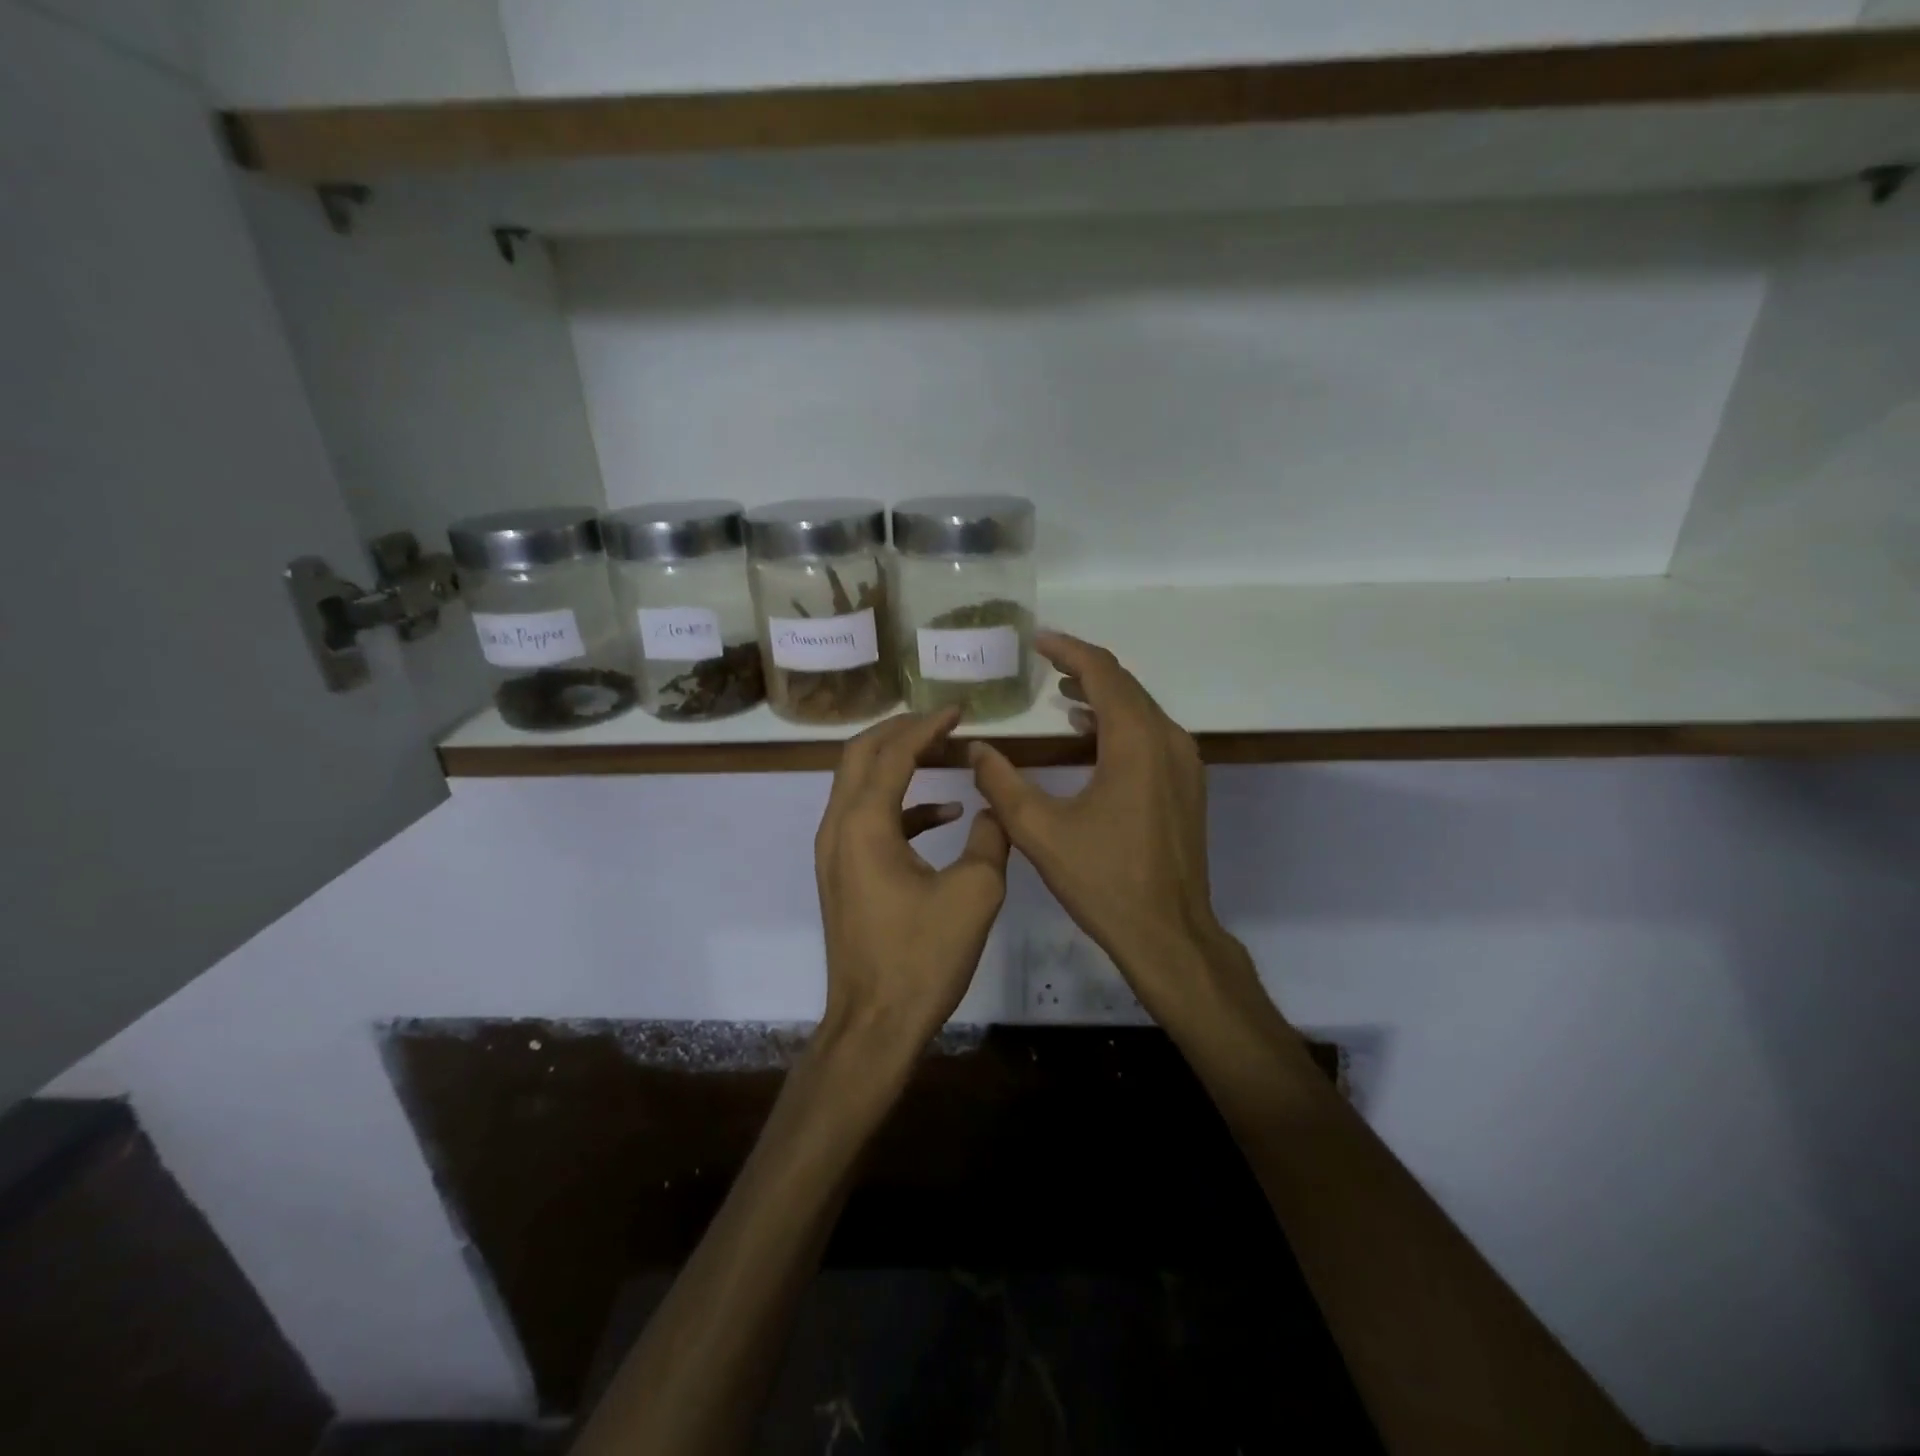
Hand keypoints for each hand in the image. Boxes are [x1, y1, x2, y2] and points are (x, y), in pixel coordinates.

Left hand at [814, 708, 1011, 1060]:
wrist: (874, 1024)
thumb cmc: (922, 957)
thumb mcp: (975, 892)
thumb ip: (992, 838)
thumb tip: (996, 808)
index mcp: (864, 824)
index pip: (892, 752)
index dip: (927, 726)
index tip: (959, 709)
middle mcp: (838, 828)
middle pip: (860, 755)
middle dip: (901, 731)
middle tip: (943, 721)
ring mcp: (835, 852)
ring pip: (860, 785)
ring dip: (900, 763)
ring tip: (946, 754)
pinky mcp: (844, 874)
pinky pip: (869, 820)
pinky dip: (903, 805)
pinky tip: (945, 814)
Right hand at [969, 633, 1259, 1025]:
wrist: (1168, 933)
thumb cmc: (1104, 880)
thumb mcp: (1039, 831)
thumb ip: (1001, 784)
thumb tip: (975, 749)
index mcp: (1136, 742)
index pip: (1103, 673)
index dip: (1068, 651)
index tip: (1037, 640)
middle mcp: (1168, 740)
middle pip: (1125, 685)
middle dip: (1084, 668)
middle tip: (1043, 661)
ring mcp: (1184, 763)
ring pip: (1141, 709)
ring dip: (1102, 695)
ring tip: (1060, 693)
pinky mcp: (1185, 785)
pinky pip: (1150, 734)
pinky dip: (1118, 723)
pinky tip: (1088, 735)